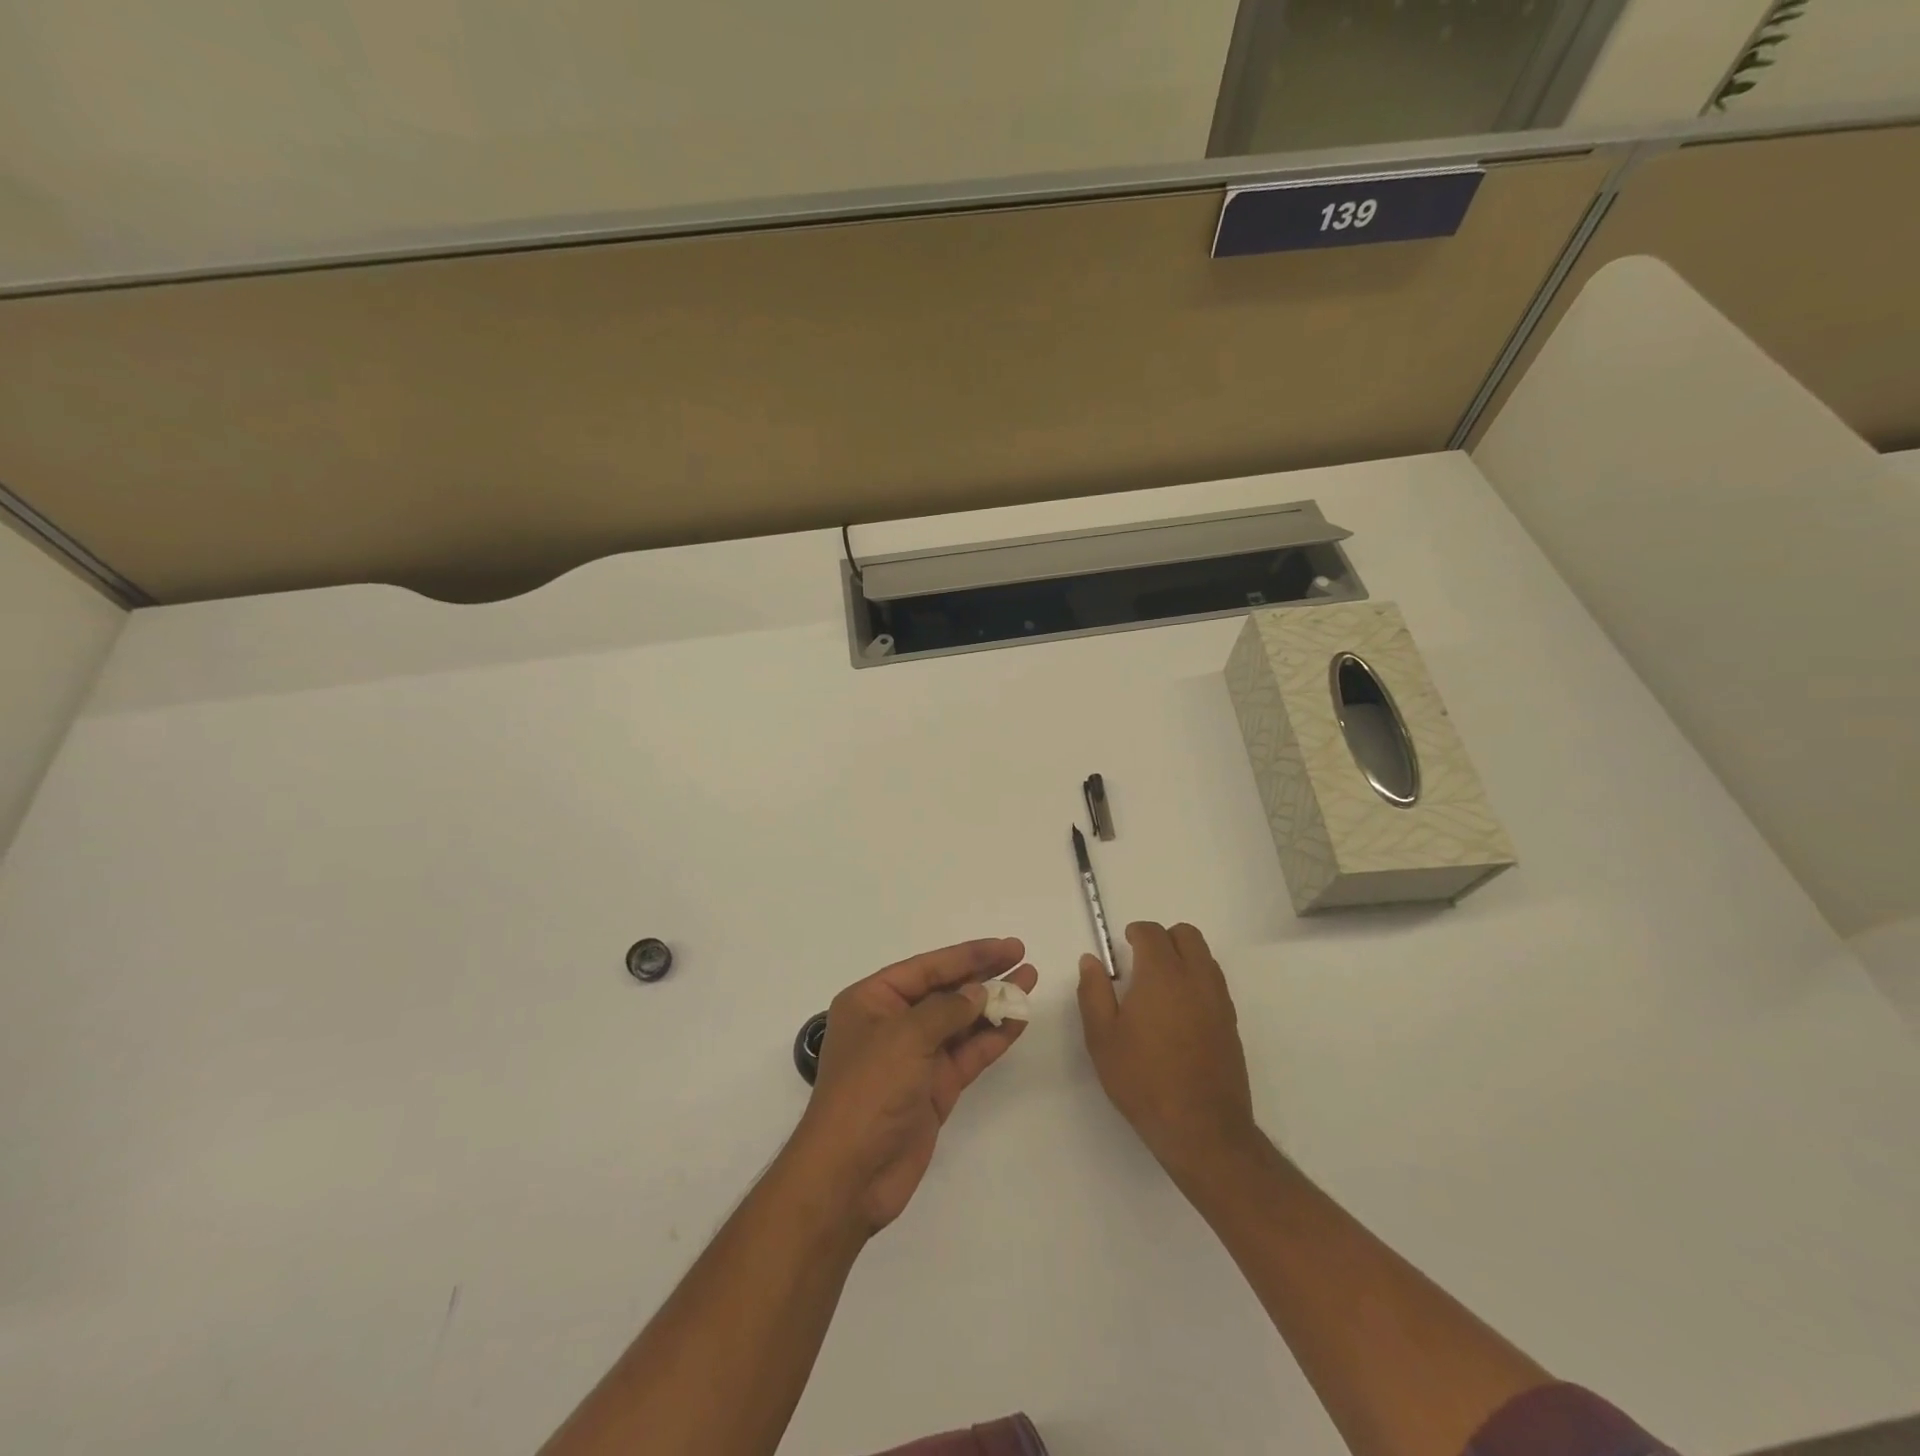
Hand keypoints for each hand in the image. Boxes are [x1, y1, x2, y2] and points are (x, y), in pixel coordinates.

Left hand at [790, 938, 1037, 1234]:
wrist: (852, 1175)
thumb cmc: (869, 1091)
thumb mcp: (905, 1037)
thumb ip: (946, 1010)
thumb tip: (977, 992)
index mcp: (872, 1000)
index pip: (927, 968)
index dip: (968, 955)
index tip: (1006, 946)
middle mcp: (893, 1023)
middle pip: (945, 990)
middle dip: (983, 974)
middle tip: (1022, 957)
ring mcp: (915, 1057)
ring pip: (961, 1021)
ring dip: (994, 1004)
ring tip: (1029, 982)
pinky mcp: (933, 1087)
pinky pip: (968, 1053)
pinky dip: (992, 1037)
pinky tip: (1018, 1021)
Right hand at [1076, 922, 1255, 1179]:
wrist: (1202, 1129)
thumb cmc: (1143, 1080)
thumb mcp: (1102, 1038)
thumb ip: (1093, 992)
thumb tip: (1091, 961)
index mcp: (1161, 974)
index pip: (1152, 933)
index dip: (1135, 933)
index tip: (1122, 948)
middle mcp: (1195, 978)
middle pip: (1186, 935)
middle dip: (1163, 938)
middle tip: (1141, 962)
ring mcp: (1219, 1000)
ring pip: (1204, 956)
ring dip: (1183, 958)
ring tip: (1159, 988)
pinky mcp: (1231, 1023)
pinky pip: (1214, 983)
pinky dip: (1197, 981)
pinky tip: (1179, 1013)